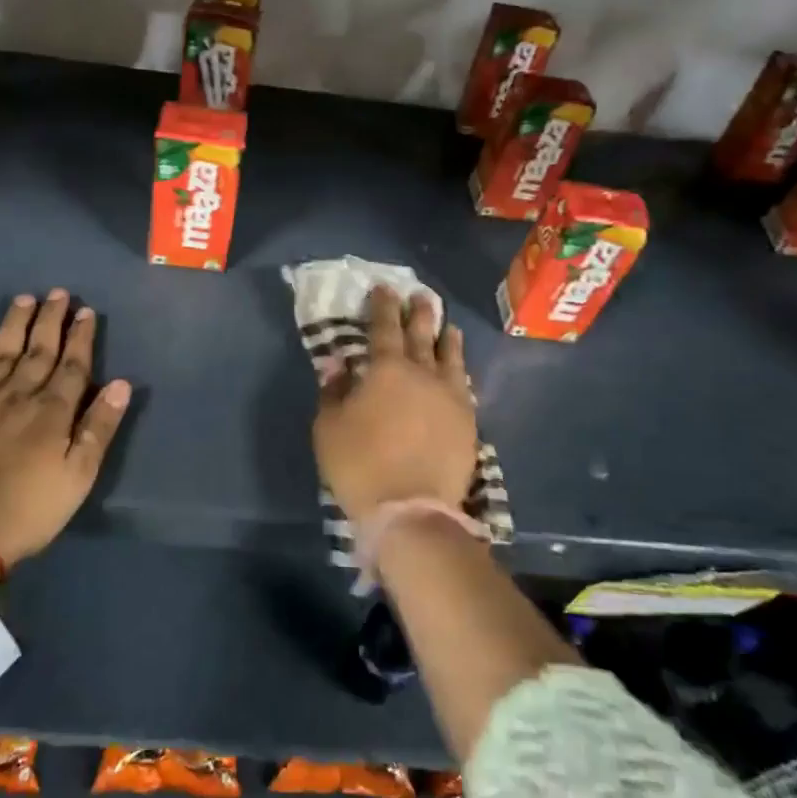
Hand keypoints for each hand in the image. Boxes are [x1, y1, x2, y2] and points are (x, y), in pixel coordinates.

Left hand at [0, 289, 131, 567]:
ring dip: (15, 324)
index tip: (86, 311)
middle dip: (50, 320)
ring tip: (24, 299)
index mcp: (52, 412)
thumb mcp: (77, 477)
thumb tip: (121, 383)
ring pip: (1, 351)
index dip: (80, 337)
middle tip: (58, 292)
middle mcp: (17, 395)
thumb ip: (98, 428)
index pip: (72, 364)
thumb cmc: (27, 511)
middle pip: (38, 350)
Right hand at [312, 286, 475, 522]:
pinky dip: (460, 371)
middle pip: (422, 334)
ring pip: (451, 357)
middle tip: (420, 296)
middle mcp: (423, 373)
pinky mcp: (467, 422)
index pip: (384, 327)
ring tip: (449, 326)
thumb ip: (333, 391)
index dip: (383, 305)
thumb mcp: (329, 427)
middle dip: (419, 312)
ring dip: (447, 338)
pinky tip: (459, 371)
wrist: (411, 509)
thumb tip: (337, 364)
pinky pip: (464, 386)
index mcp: (386, 369)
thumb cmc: (360, 465)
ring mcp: (450, 397)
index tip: (384, 288)